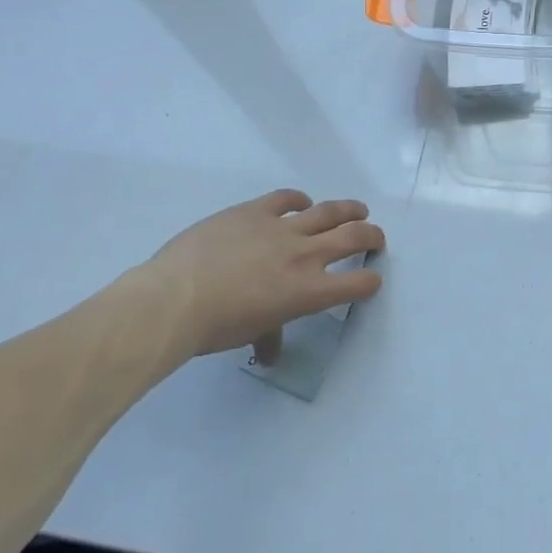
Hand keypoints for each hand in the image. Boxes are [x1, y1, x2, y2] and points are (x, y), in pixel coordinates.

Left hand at [137, 190, 384, 358]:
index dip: (370, 282)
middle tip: (375, 238)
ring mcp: (281, 228)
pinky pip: (287, 198)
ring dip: (349, 210)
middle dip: (372, 236)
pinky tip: (302, 203)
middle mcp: (305, 255)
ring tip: (358, 210)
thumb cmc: (216, 327)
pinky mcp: (256, 210)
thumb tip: (269, 354)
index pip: (358, 283)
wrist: (175, 297)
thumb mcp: (252, 334)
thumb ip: (270, 336)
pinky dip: (299, 199)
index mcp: (309, 291)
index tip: (370, 280)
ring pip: (329, 211)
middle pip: (355, 236)